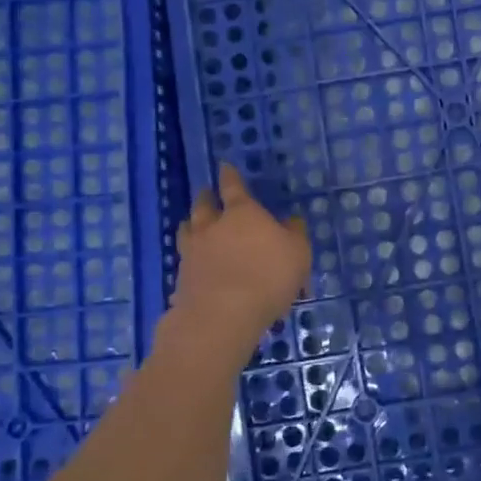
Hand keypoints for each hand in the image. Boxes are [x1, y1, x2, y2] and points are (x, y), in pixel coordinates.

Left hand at [171, 163, 311, 344]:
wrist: (223, 314)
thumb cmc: (268, 275)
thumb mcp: (297, 253)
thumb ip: (294, 234)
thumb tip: (290, 221)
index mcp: (242, 213)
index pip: (233, 187)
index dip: (229, 176)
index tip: (223, 166)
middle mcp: (213, 227)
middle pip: (204, 206)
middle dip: (206, 197)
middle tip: (206, 193)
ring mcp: (193, 252)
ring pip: (187, 231)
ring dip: (190, 225)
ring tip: (191, 224)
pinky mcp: (182, 278)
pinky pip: (185, 262)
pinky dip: (190, 261)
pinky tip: (194, 268)